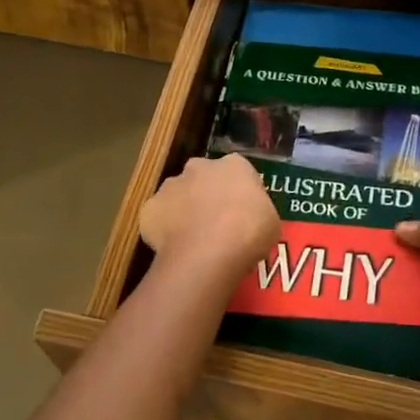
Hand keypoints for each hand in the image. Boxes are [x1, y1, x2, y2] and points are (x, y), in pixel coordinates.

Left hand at [139, 154, 279, 276]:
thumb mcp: (270, 222)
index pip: (238, 172)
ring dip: (184, 211)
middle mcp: (199, 167)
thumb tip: (249, 218)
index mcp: (234, 165)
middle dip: (207, 195)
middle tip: (217, 225)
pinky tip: (175, 249)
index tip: (243, 214)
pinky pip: (158, 218)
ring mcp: (170, 186)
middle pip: (203, 178)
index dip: (240, 193)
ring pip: (177, 196)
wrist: (208, 254)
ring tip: (194, 240)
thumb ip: (256, 211)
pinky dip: (164, 230)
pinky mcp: (149, 209)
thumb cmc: (248, 234)